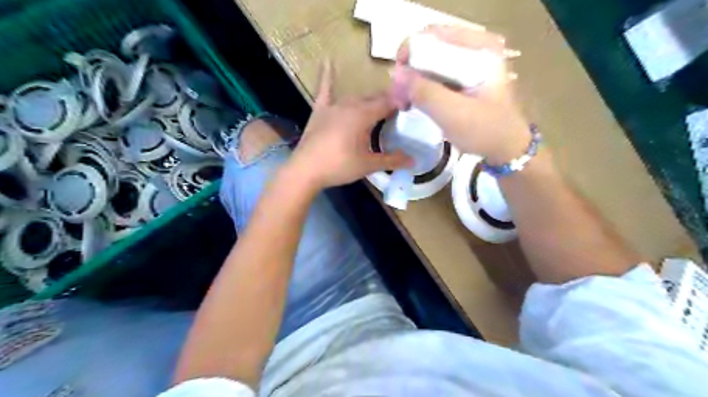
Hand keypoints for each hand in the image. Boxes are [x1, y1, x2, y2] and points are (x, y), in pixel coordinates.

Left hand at [287, 63, 411, 189]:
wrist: (305, 170)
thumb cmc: (339, 166)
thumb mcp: (368, 165)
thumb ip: (392, 160)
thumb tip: (413, 161)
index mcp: (364, 115)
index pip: (388, 103)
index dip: (401, 104)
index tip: (410, 111)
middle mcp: (350, 104)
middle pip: (373, 99)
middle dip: (386, 103)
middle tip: (396, 116)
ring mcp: (333, 106)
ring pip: (355, 97)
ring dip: (367, 101)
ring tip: (377, 109)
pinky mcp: (319, 111)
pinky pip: (324, 90)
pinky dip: (327, 76)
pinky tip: (326, 60)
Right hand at [393, 25, 530, 163]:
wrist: (506, 149)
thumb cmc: (485, 130)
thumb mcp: (452, 112)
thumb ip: (424, 92)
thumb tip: (395, 73)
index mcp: (480, 49)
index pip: (434, 35)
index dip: (410, 53)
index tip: (398, 80)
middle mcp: (475, 50)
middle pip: (430, 49)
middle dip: (409, 71)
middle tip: (399, 96)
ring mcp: (469, 65)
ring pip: (430, 63)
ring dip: (413, 81)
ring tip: (404, 103)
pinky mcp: (463, 80)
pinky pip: (435, 75)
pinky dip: (421, 87)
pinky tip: (413, 103)